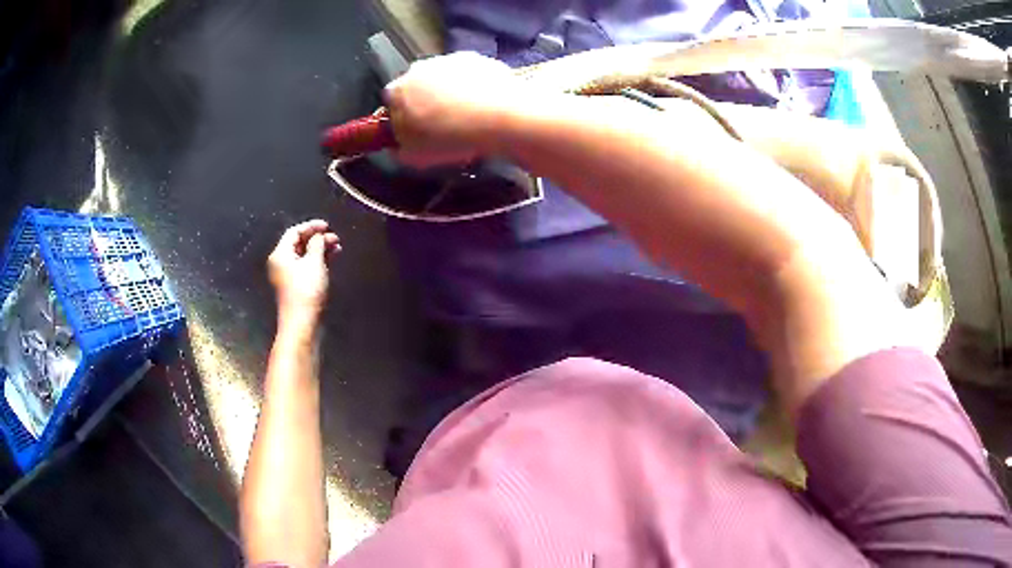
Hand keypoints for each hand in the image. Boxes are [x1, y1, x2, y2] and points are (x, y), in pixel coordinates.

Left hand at [268, 220, 339, 324]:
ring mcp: (287, 276)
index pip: (294, 232)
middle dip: (317, 239)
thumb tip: (318, 236)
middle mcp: (281, 263)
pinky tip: (330, 261)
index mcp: (280, 254)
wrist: (302, 324)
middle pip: (298, 243)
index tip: (327, 226)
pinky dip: (317, 262)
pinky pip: (306, 267)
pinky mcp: (295, 287)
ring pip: (304, 256)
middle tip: (335, 238)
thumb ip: (317, 244)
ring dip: (319, 250)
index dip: (311, 226)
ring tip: (336, 248)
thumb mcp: (315, 263)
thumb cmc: (306, 291)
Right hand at [385, 52, 530, 166]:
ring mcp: (450, 59)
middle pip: (418, 84)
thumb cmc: (449, 137)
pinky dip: (474, 85)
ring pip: (444, 77)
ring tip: (467, 116)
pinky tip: (485, 105)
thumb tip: (398, 145)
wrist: (498, 116)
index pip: (391, 100)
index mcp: (398, 90)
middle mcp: (420, 68)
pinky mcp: (479, 58)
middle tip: (442, 123)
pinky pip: (470, 73)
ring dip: (451, 92)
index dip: (401, 115)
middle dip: (426, 100)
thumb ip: (399, 148)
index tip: (414, 129)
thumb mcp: (413, 157)